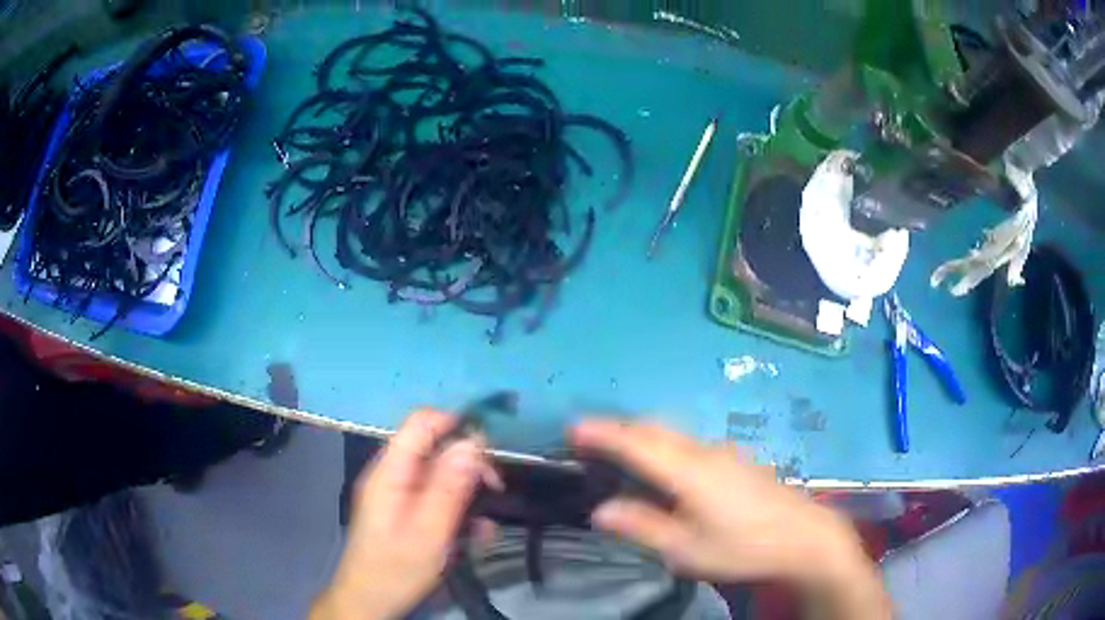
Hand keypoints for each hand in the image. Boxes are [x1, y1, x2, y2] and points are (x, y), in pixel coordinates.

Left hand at [311, 410, 487, 619]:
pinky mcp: (406, 511)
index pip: (422, 422)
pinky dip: (458, 511)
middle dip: (469, 465)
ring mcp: (399, 493)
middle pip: (435, 447)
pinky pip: (437, 498)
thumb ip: (450, 486)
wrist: (370, 601)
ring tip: (485, 525)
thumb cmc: (396, 568)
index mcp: (391, 472)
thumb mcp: (429, 532)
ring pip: (441, 475)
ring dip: (468, 493)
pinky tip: (474, 536)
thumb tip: (473, 442)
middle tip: (495, 490)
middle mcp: (393, 475)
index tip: (490, 450)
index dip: (457, 424)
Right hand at [572, 419, 890, 618]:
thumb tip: (600, 510)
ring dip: (641, 435)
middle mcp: (704, 451)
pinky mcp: (736, 460)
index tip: (572, 428)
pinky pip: (688, 443)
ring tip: (616, 450)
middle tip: (587, 438)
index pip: (636, 442)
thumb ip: (643, 527)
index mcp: (689, 471)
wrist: (804, 535)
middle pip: (654, 429)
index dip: (602, 432)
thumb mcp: (687, 549)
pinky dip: (662, 445)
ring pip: (673, 434)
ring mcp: (724, 452)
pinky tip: (661, 466)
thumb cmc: (743, 547)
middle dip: (618, 428)